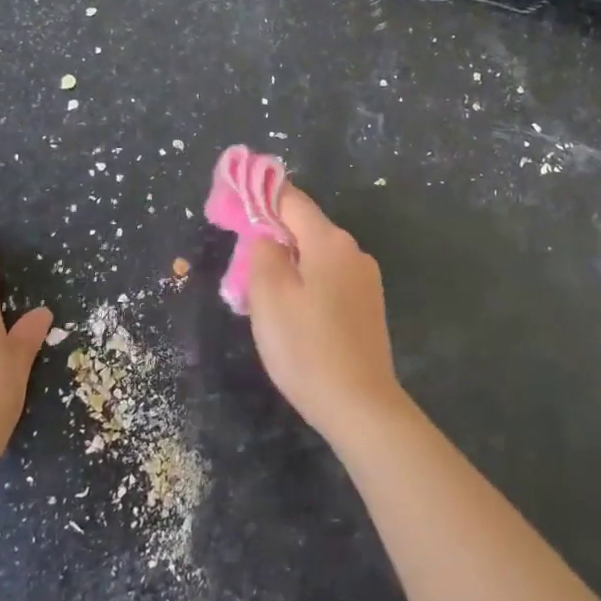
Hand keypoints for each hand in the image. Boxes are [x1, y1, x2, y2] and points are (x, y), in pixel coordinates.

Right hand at [247, 185, 409, 446]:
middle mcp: (353, 251)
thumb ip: (263, 253)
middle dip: (271, 237)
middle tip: (240, 263)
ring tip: (261, 296)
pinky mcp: (368, 306)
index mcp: (329, 241)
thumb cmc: (306, 347)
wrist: (360, 405)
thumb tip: (267, 235)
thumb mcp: (269, 296)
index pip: (291, 199)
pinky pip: (329, 280)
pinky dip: (306, 284)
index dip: (260, 195)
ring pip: (316, 257)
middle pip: (304, 228)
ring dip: (287, 265)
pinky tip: (292, 315)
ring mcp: (365, 279)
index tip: (232, 200)